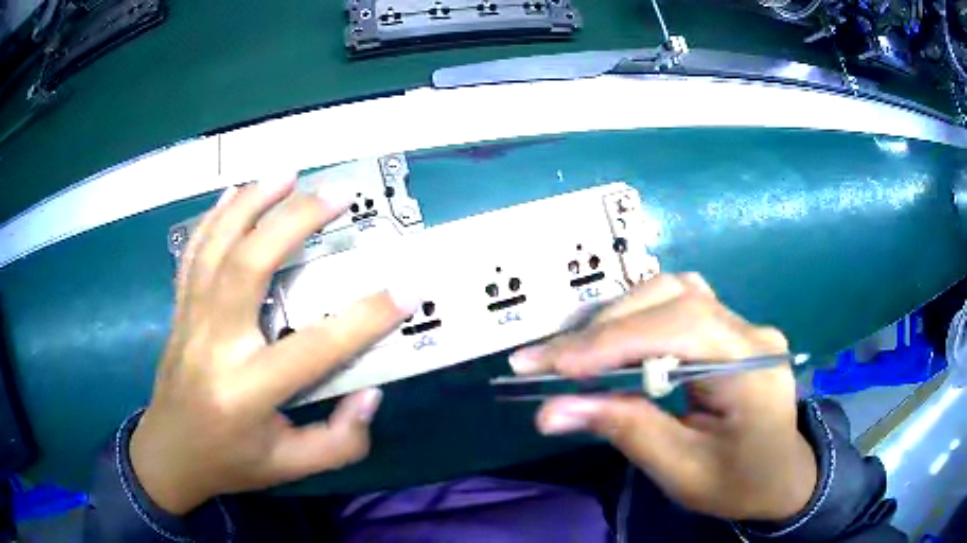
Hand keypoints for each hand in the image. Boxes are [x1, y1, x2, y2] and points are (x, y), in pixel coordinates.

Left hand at [131, 177, 417, 514]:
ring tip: (287, 172)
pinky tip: (235, 191)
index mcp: (246, 393)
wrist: (169, 455)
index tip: (405, 289)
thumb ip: (339, 441)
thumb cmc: (231, 462)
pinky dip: (215, 216)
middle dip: (293, 222)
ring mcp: (190, 320)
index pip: (312, 349)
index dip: (364, 318)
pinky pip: (194, 252)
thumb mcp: (290, 466)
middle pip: (248, 267)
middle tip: (335, 195)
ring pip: (216, 247)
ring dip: (252, 202)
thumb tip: (371, 393)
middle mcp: (213, 346)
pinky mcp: (179, 309)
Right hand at [509, 274, 816, 521]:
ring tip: (571, 354)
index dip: (613, 341)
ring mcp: (741, 324)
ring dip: (616, 318)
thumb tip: (550, 411)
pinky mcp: (728, 329)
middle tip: (545, 361)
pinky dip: (634, 320)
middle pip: (673, 298)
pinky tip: (611, 342)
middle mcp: (750, 331)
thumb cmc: (739, 483)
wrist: (781, 476)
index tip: (552, 366)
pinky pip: (676, 306)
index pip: (680, 328)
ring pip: (671, 293)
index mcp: (753, 368)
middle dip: (604, 328)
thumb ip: (624, 431)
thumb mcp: (682, 471)